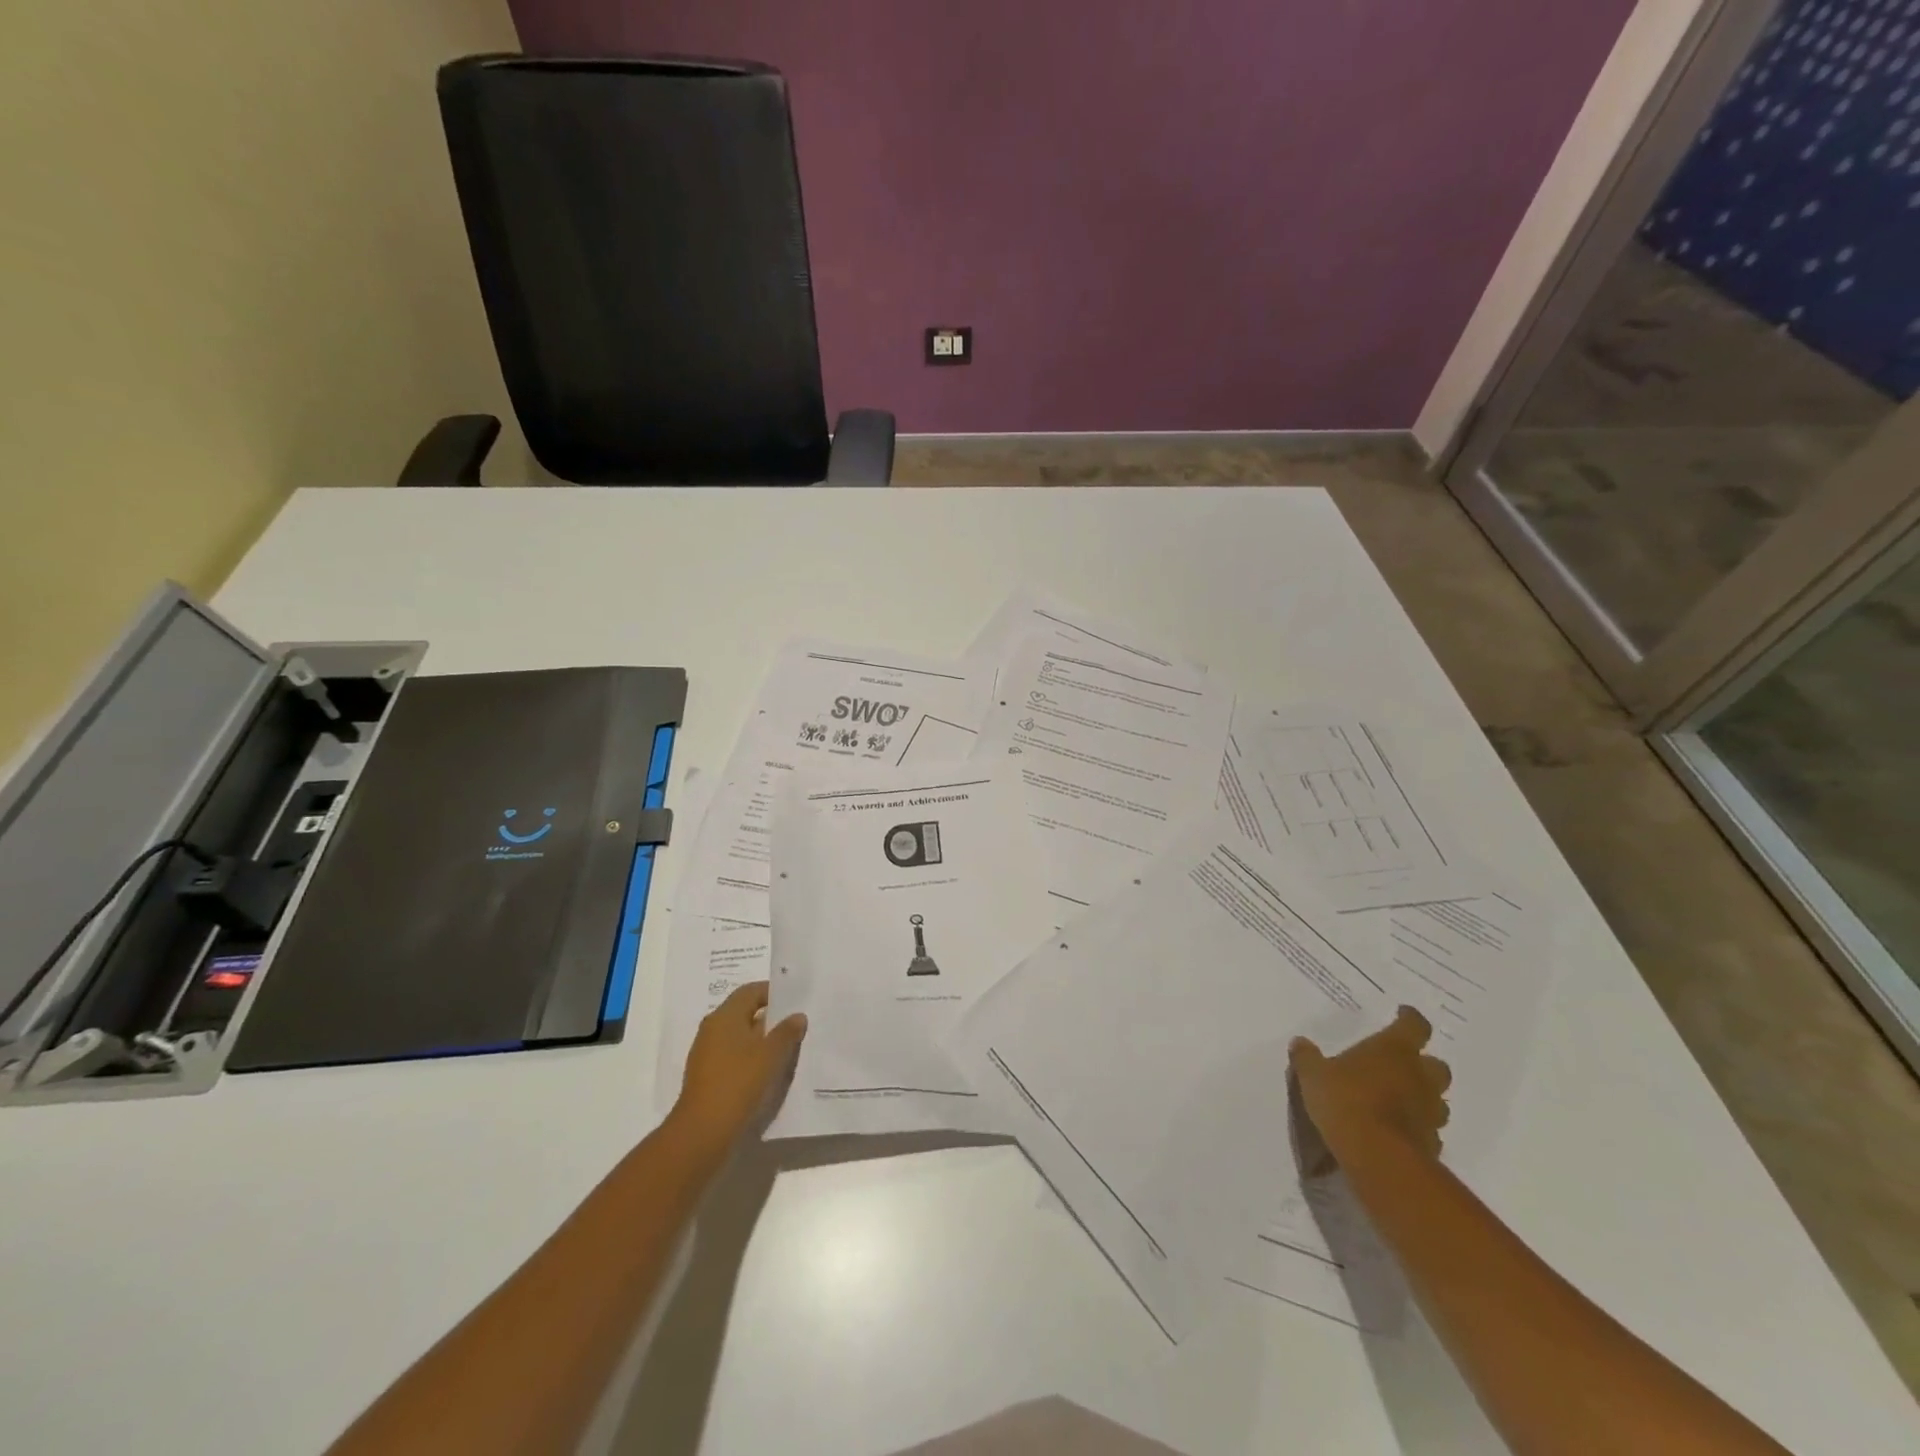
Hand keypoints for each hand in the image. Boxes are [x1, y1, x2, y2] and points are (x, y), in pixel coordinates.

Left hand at [674, 982, 806, 1147]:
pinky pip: (734, 1056)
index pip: (750, 991)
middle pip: (744, 1013)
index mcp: (724, 1016)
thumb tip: (797, 1015)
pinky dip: (751, 1058)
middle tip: (796, 1024)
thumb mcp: (770, 1055)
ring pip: (740, 1036)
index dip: (773, 992)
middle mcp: (712, 1029)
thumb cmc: (738, 1082)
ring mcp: (707, 1053)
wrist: (703, 1131)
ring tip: (787, 1048)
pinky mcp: (708, 1076)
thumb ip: (787, 1032)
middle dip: (770, 1017)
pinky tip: (769, 1071)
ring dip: (762, 1039)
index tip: (795, 1001)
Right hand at [1289, 1006, 1450, 1174]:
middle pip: (1436, 1064)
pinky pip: (1429, 1129)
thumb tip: (1300, 1042)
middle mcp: (1419, 1077)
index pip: (1415, 1025)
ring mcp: (1430, 1112)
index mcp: (1394, 1050)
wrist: (1378, 1157)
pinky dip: (1417, 1127)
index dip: (1410, 1018)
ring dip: (1423, 1097)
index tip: (1402, 1014)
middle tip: (1401, 1065)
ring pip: (1437, 1099)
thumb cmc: (1346, 1100)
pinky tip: (1396, 1131)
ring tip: (1399, 1100)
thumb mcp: (1313, 1075)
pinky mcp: (1432, 1144)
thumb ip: (1307, 1057)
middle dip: (1423, 1064)